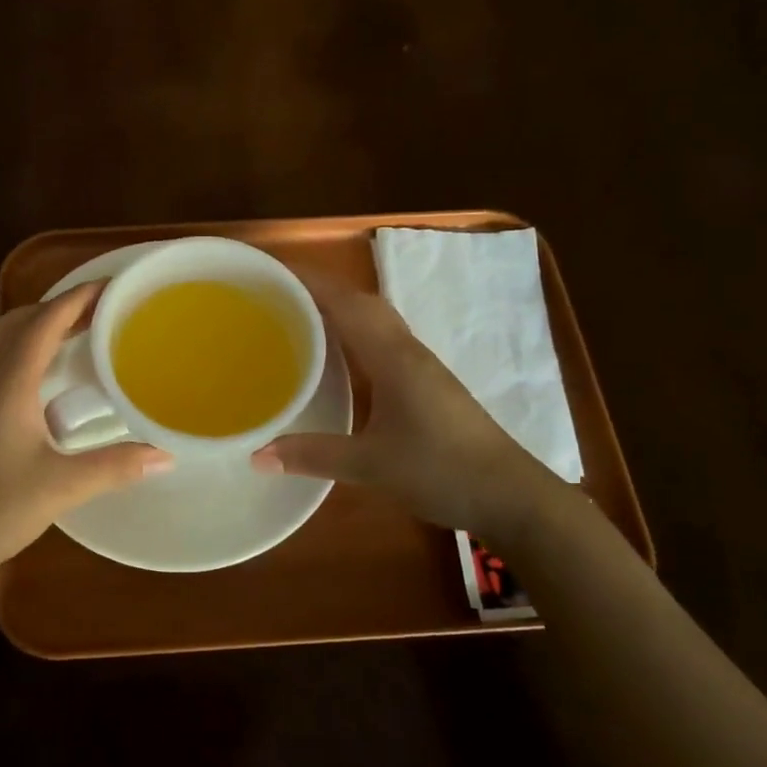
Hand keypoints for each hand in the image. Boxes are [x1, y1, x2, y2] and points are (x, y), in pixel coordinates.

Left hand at [0, 281, 172, 583]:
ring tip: (71, 335)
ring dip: (33, 327)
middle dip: (55, 307)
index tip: (108, 285)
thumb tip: (165, 456)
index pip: (43, 323)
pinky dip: (20, 351)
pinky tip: (41, 381)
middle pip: (16, 322)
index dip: (75, 299)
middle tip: (94, 310)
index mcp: (7, 383)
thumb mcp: (61, 486)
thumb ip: (115, 466)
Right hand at [252, 276, 563, 541]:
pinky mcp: (427, 385)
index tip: (272, 270)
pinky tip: (338, 357)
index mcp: (393, 358)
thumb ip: (314, 455)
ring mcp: (421, 368)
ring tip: (299, 315)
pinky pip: (382, 342)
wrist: (511, 496)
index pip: (347, 304)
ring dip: (340, 309)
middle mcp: (407, 352)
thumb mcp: (372, 465)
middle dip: (321, 289)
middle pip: (362, 303)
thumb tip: (256, 455)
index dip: (311, 282)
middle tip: (278, 292)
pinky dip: (355, 334)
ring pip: (375, 321)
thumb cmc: (442, 470)